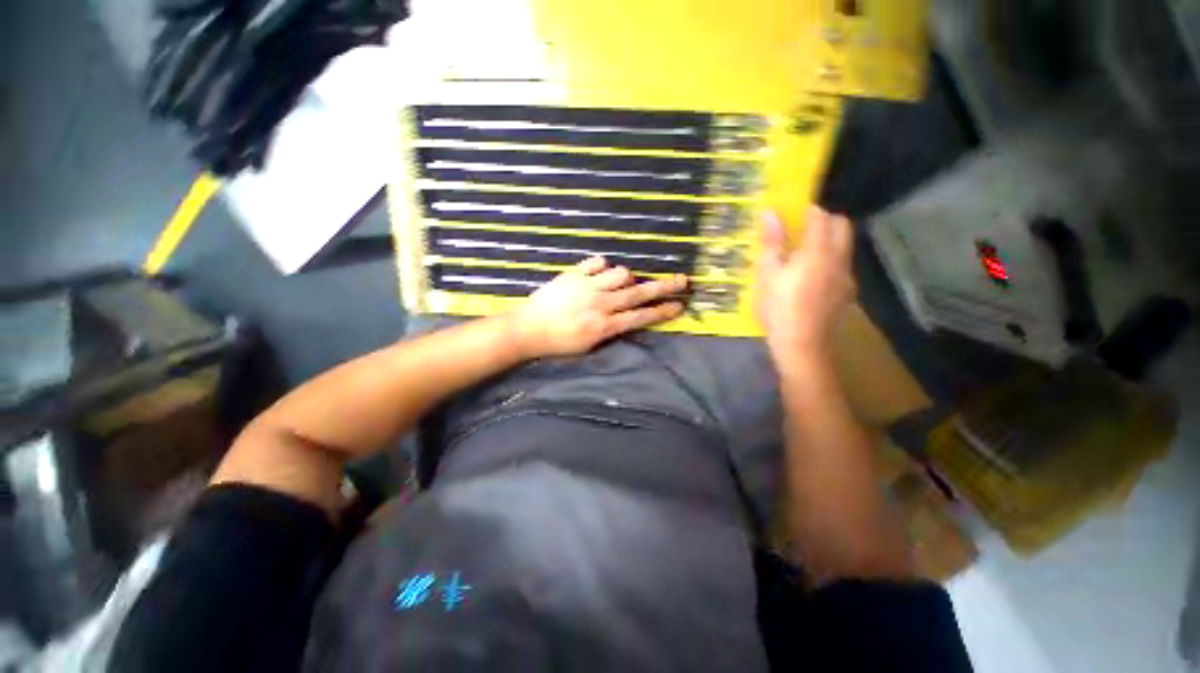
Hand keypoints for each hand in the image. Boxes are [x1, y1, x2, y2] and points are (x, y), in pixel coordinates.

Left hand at [509, 256, 687, 357]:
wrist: (527, 329)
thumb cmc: (558, 343)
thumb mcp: (588, 346)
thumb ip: (610, 330)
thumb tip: (628, 316)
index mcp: (604, 326)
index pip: (640, 317)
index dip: (662, 311)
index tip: (679, 305)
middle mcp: (600, 304)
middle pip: (638, 293)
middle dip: (664, 287)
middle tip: (683, 280)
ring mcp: (587, 287)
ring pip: (620, 273)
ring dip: (626, 277)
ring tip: (621, 283)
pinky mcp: (573, 275)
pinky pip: (597, 262)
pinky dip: (602, 266)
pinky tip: (599, 273)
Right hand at [756, 206, 855, 366]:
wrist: (802, 345)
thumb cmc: (778, 308)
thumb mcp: (767, 275)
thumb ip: (771, 242)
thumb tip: (769, 213)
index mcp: (817, 251)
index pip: (820, 216)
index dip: (807, 211)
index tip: (791, 214)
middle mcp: (839, 258)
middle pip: (842, 226)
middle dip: (824, 221)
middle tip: (800, 232)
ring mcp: (846, 276)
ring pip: (844, 246)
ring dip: (828, 242)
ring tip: (802, 257)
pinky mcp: (847, 292)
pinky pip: (842, 266)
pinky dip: (830, 262)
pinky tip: (811, 280)